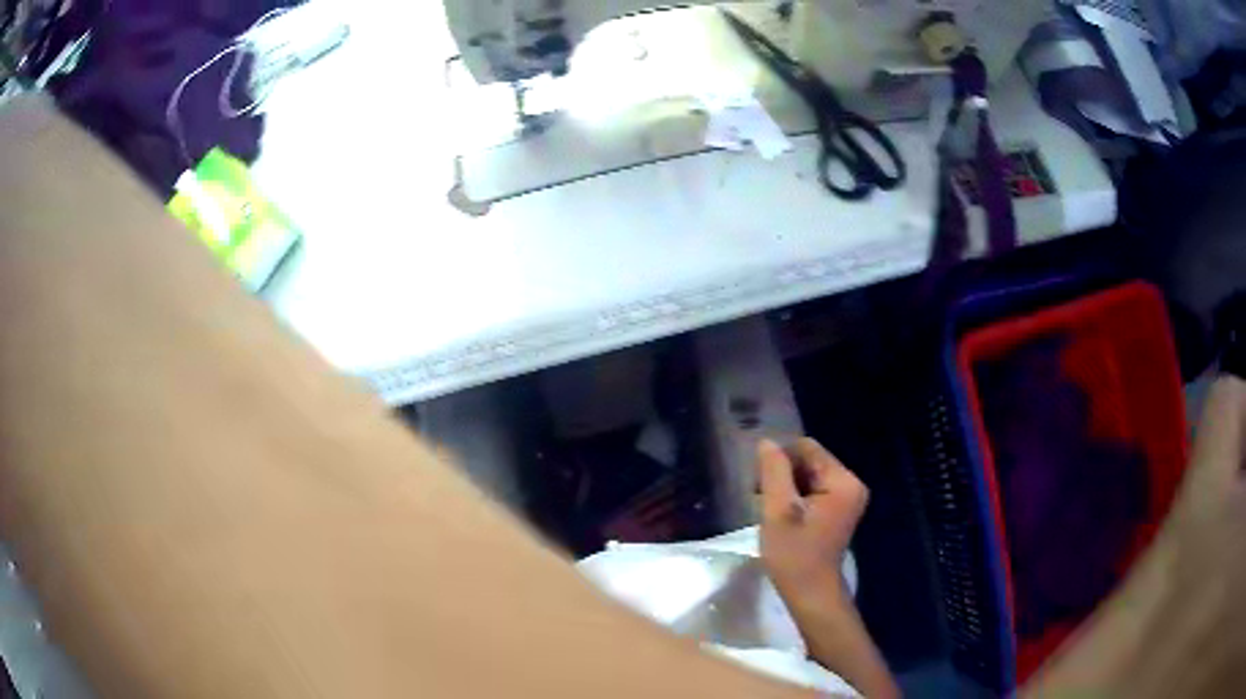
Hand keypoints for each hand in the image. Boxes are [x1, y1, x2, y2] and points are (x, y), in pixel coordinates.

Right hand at [756, 438, 867, 603]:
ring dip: (786, 487)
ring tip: (767, 508)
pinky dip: (795, 498)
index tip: (758, 482)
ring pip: (809, 476)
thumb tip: (766, 442)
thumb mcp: (778, 511)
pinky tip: (780, 516)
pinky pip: (814, 491)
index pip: (808, 448)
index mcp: (843, 481)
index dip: (780, 459)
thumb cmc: (794, 555)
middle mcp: (851, 484)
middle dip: (783, 474)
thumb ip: (773, 472)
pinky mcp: (838, 511)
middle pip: (810, 461)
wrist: (811, 593)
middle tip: (758, 497)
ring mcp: (846, 498)